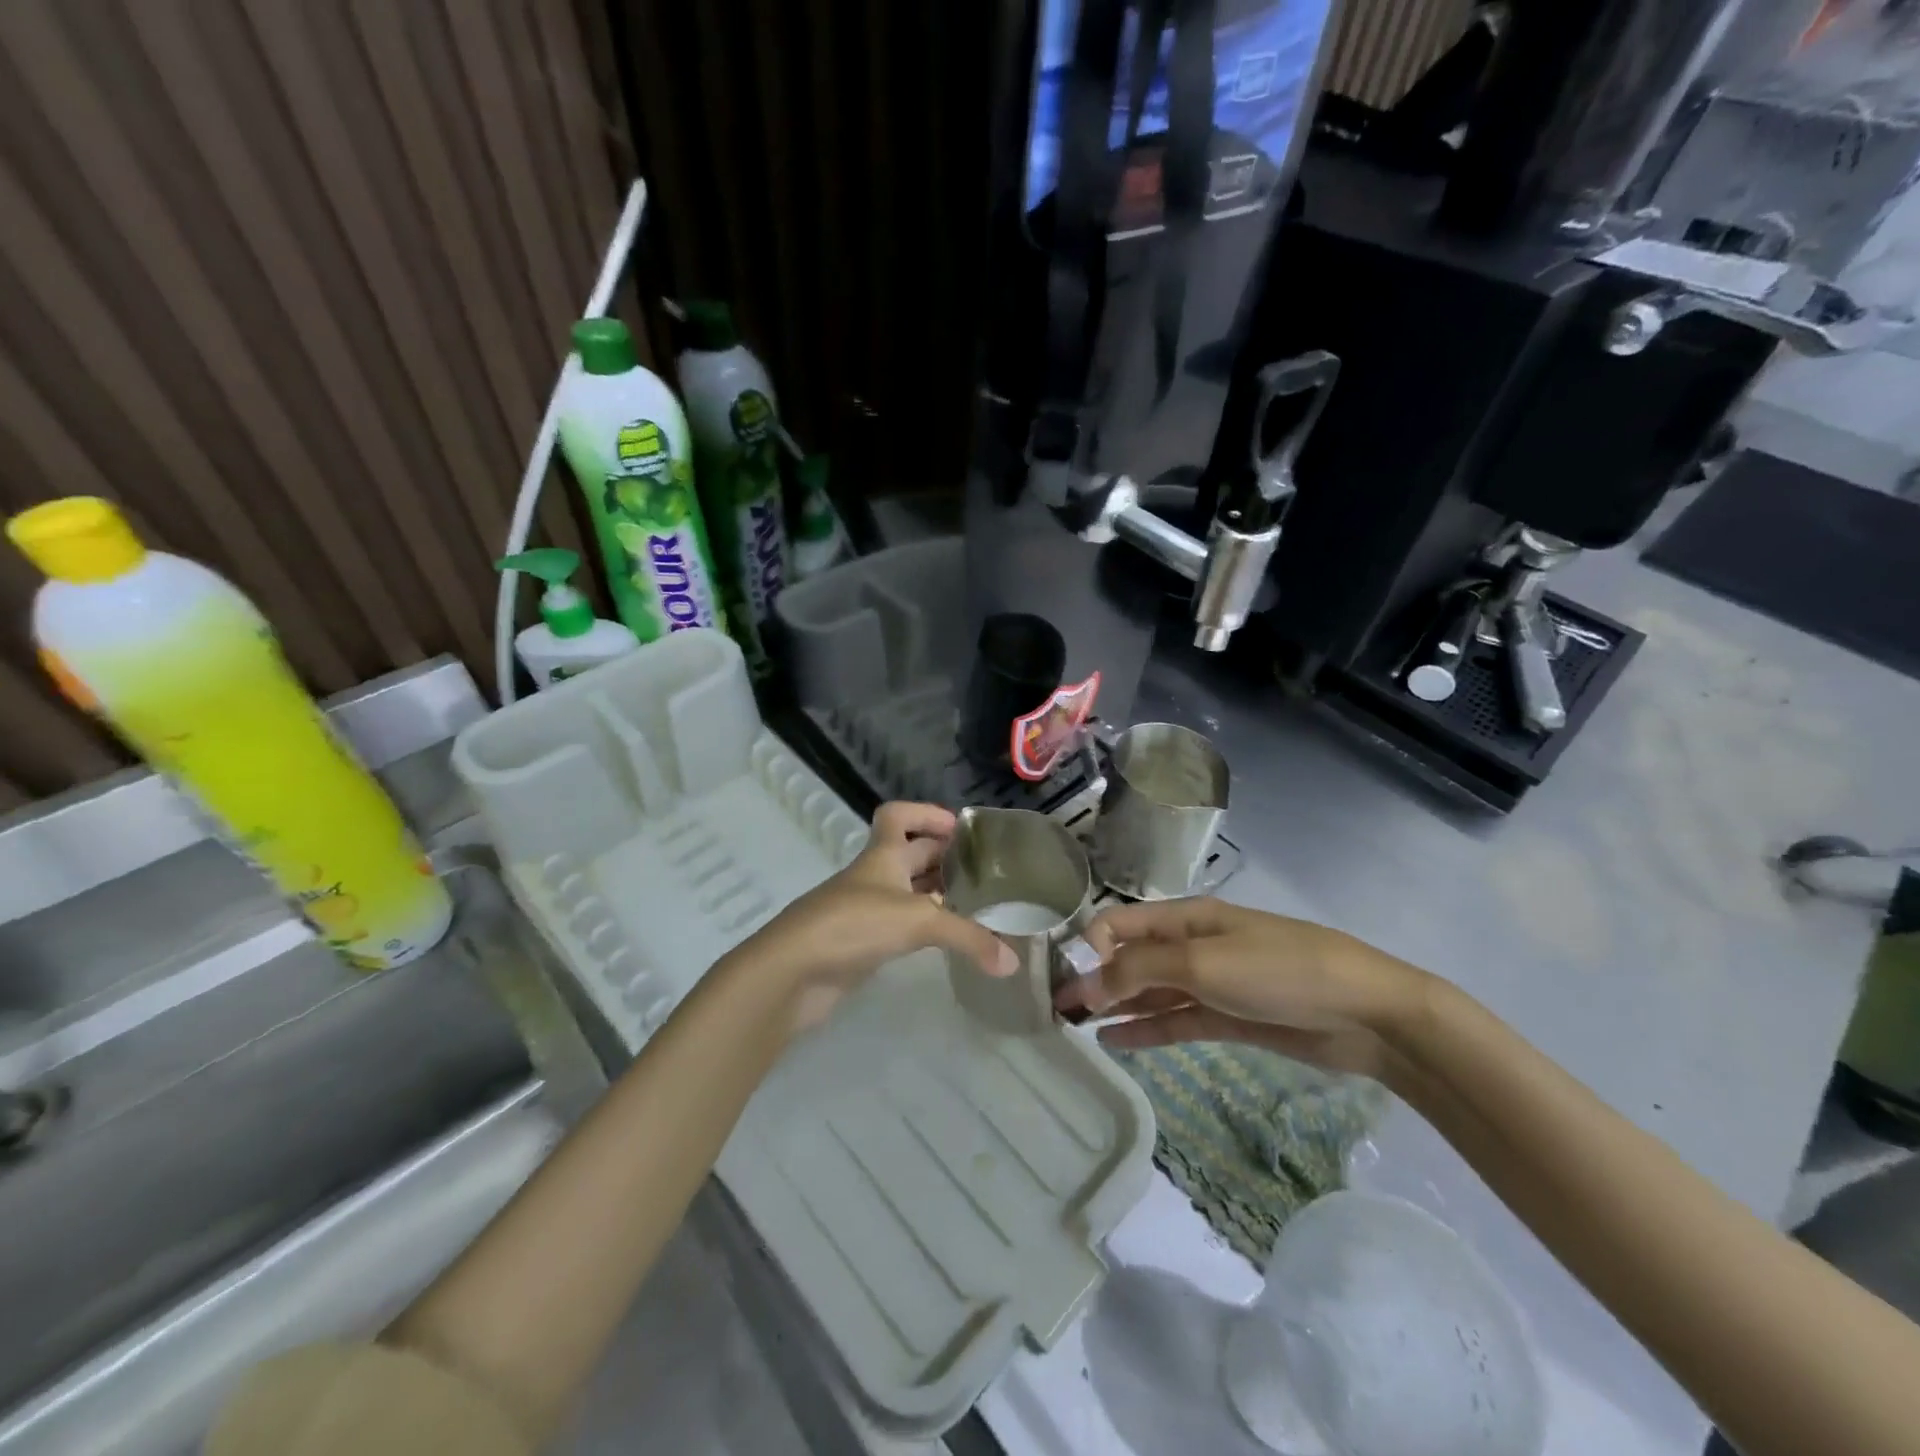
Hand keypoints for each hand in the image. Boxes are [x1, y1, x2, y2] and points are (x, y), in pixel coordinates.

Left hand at [722, 802, 1015, 1033]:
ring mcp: (864, 909)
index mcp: (882, 855)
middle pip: (909, 853)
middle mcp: (873, 876)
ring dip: (935, 894)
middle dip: (943, 857)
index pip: (897, 814)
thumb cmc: (853, 925)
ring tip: (975, 905)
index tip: (960, 829)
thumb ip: (968, 938)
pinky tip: (945, 940)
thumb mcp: (918, 922)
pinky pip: (898, 925)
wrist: (792, 971)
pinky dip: (922, 928)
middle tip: (983, 871)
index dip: (926, 813)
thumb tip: (1011, 963)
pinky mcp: (860, 942)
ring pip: (906, 891)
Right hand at [1055, 897, 1424, 1080]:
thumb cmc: (1279, 971)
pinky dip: (1144, 1029)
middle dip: (1093, 979)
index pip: (1119, 924)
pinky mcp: (1227, 1018)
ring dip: (1114, 1005)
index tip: (1060, 981)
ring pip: (1149, 992)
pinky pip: (1175, 1021)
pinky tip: (1113, 1040)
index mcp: (1185, 918)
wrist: (1365, 1013)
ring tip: (1074, 1027)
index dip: (1086, 948)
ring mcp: (1210, 983)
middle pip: (1131, 959)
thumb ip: (1139, 970)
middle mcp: (1191, 945)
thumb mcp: (1203, 963)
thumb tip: (1083, 982)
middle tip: (1055, 1010)